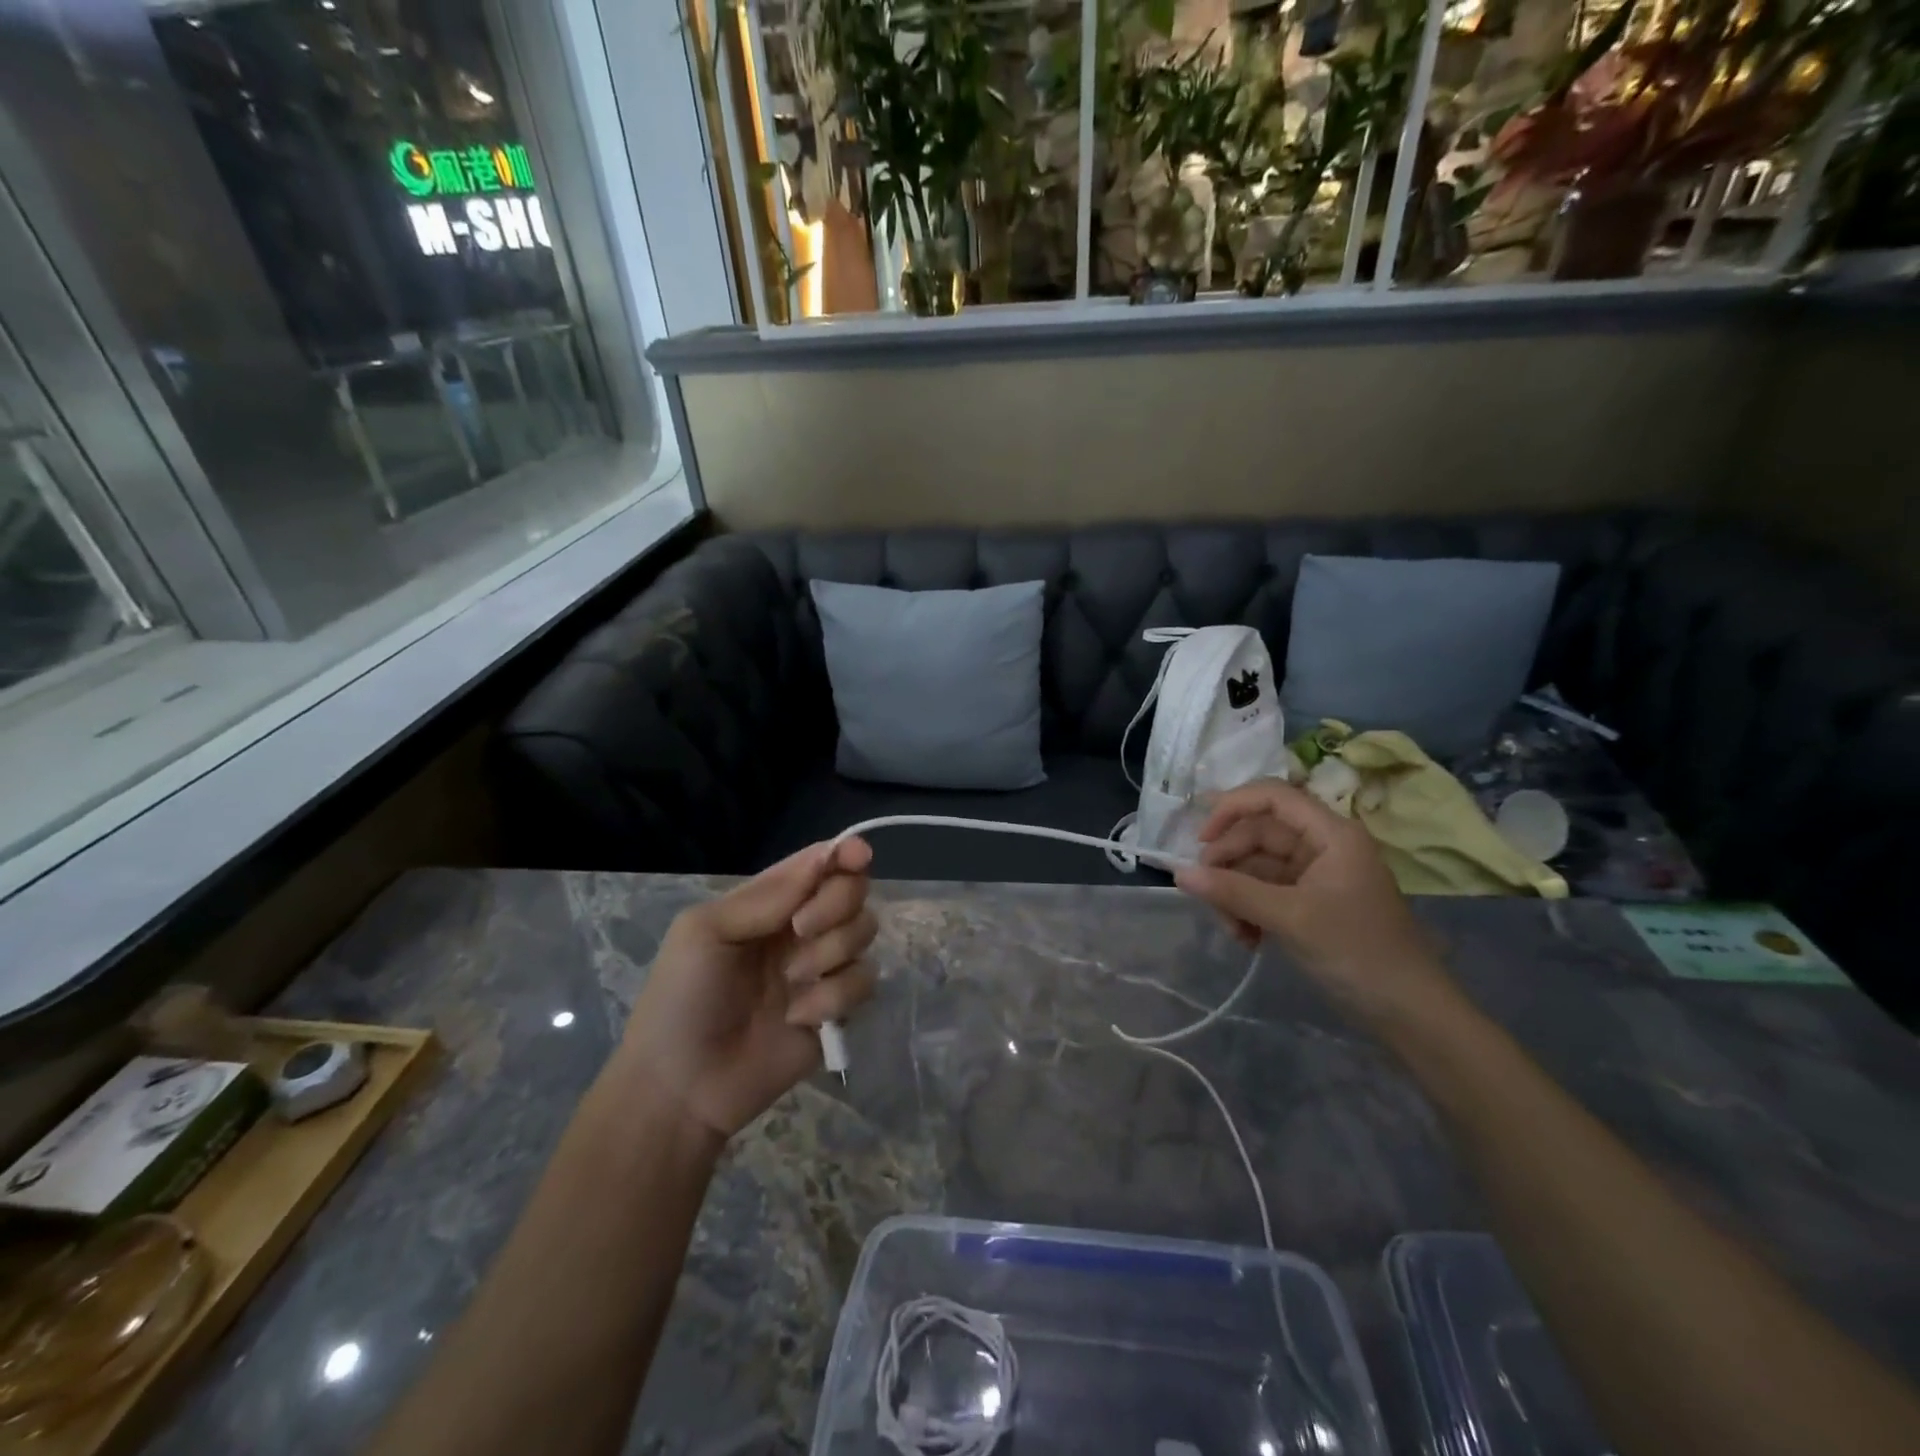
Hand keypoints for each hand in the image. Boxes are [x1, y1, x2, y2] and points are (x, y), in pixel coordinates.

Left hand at [622, 839, 877, 1138]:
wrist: (682, 1087)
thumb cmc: (681, 998)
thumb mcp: (705, 932)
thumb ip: (767, 896)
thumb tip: (826, 856)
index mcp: (769, 903)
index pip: (820, 863)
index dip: (845, 854)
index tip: (857, 857)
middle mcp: (802, 928)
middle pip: (853, 892)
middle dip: (835, 905)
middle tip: (801, 929)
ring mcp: (821, 969)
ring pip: (864, 934)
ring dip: (830, 954)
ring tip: (789, 983)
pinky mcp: (837, 1010)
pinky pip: (864, 983)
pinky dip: (833, 998)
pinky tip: (797, 1018)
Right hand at [1174, 779, 1441, 1019]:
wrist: (1409, 1013)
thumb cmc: (1357, 952)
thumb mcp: (1290, 918)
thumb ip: (1233, 892)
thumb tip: (1179, 874)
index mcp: (1330, 834)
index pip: (1272, 796)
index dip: (1231, 808)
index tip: (1201, 840)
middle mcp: (1322, 846)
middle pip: (1258, 834)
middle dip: (1229, 865)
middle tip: (1208, 898)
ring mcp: (1316, 876)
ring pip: (1257, 867)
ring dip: (1235, 894)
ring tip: (1233, 931)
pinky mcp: (1310, 904)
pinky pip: (1265, 893)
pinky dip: (1249, 911)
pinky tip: (1246, 939)